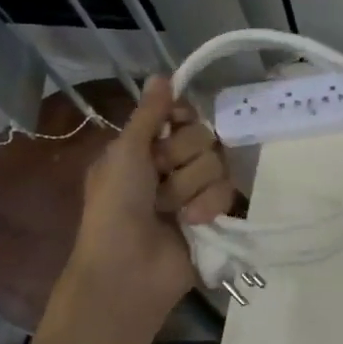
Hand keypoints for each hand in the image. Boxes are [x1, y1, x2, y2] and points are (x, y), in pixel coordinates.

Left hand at [68, 76, 236, 318]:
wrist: (127, 269)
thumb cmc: (115, 208)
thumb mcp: (125, 153)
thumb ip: (148, 114)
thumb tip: (162, 74)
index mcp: (144, 147)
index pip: (181, 114)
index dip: (181, 117)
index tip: (173, 124)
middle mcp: (170, 165)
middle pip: (203, 135)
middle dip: (181, 157)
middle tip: (159, 177)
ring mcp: (193, 190)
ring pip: (217, 162)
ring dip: (191, 185)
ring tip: (170, 209)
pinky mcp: (213, 215)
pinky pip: (228, 191)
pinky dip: (208, 205)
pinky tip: (191, 222)